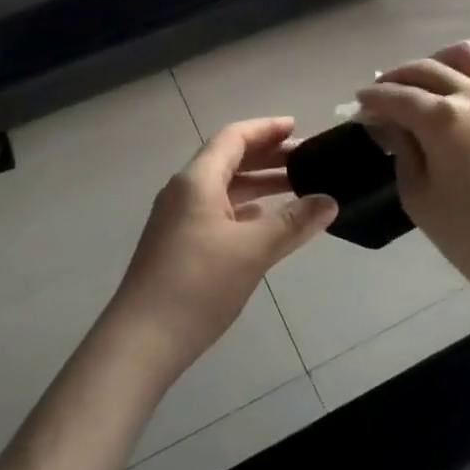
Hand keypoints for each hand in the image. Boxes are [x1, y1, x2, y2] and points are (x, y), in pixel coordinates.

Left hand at [110, 118, 336, 372]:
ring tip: (297, 187)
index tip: (298, 127)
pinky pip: (219, 212)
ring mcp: (179, 220)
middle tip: (307, 158)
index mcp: (197, 180)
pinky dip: (246, 209)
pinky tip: (269, 222)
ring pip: (225, 188)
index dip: (266, 129)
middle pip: (229, 159)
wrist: (141, 342)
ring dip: (259, 184)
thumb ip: (293, 222)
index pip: (234, 137)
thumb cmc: (197, 285)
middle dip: (268, 156)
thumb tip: (329, 201)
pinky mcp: (180, 246)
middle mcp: (185, 192)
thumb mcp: (253, 250)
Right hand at [357, 41, 469, 298]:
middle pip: (425, 69)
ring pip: (461, 56)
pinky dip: (461, 73)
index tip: (358, 108)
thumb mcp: (419, 196)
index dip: (372, 100)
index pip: (396, 96)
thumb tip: (391, 123)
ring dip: (432, 64)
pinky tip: (447, 98)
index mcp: (444, 118)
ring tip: (416, 87)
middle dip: (395, 80)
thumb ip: (401, 149)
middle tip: (379, 101)